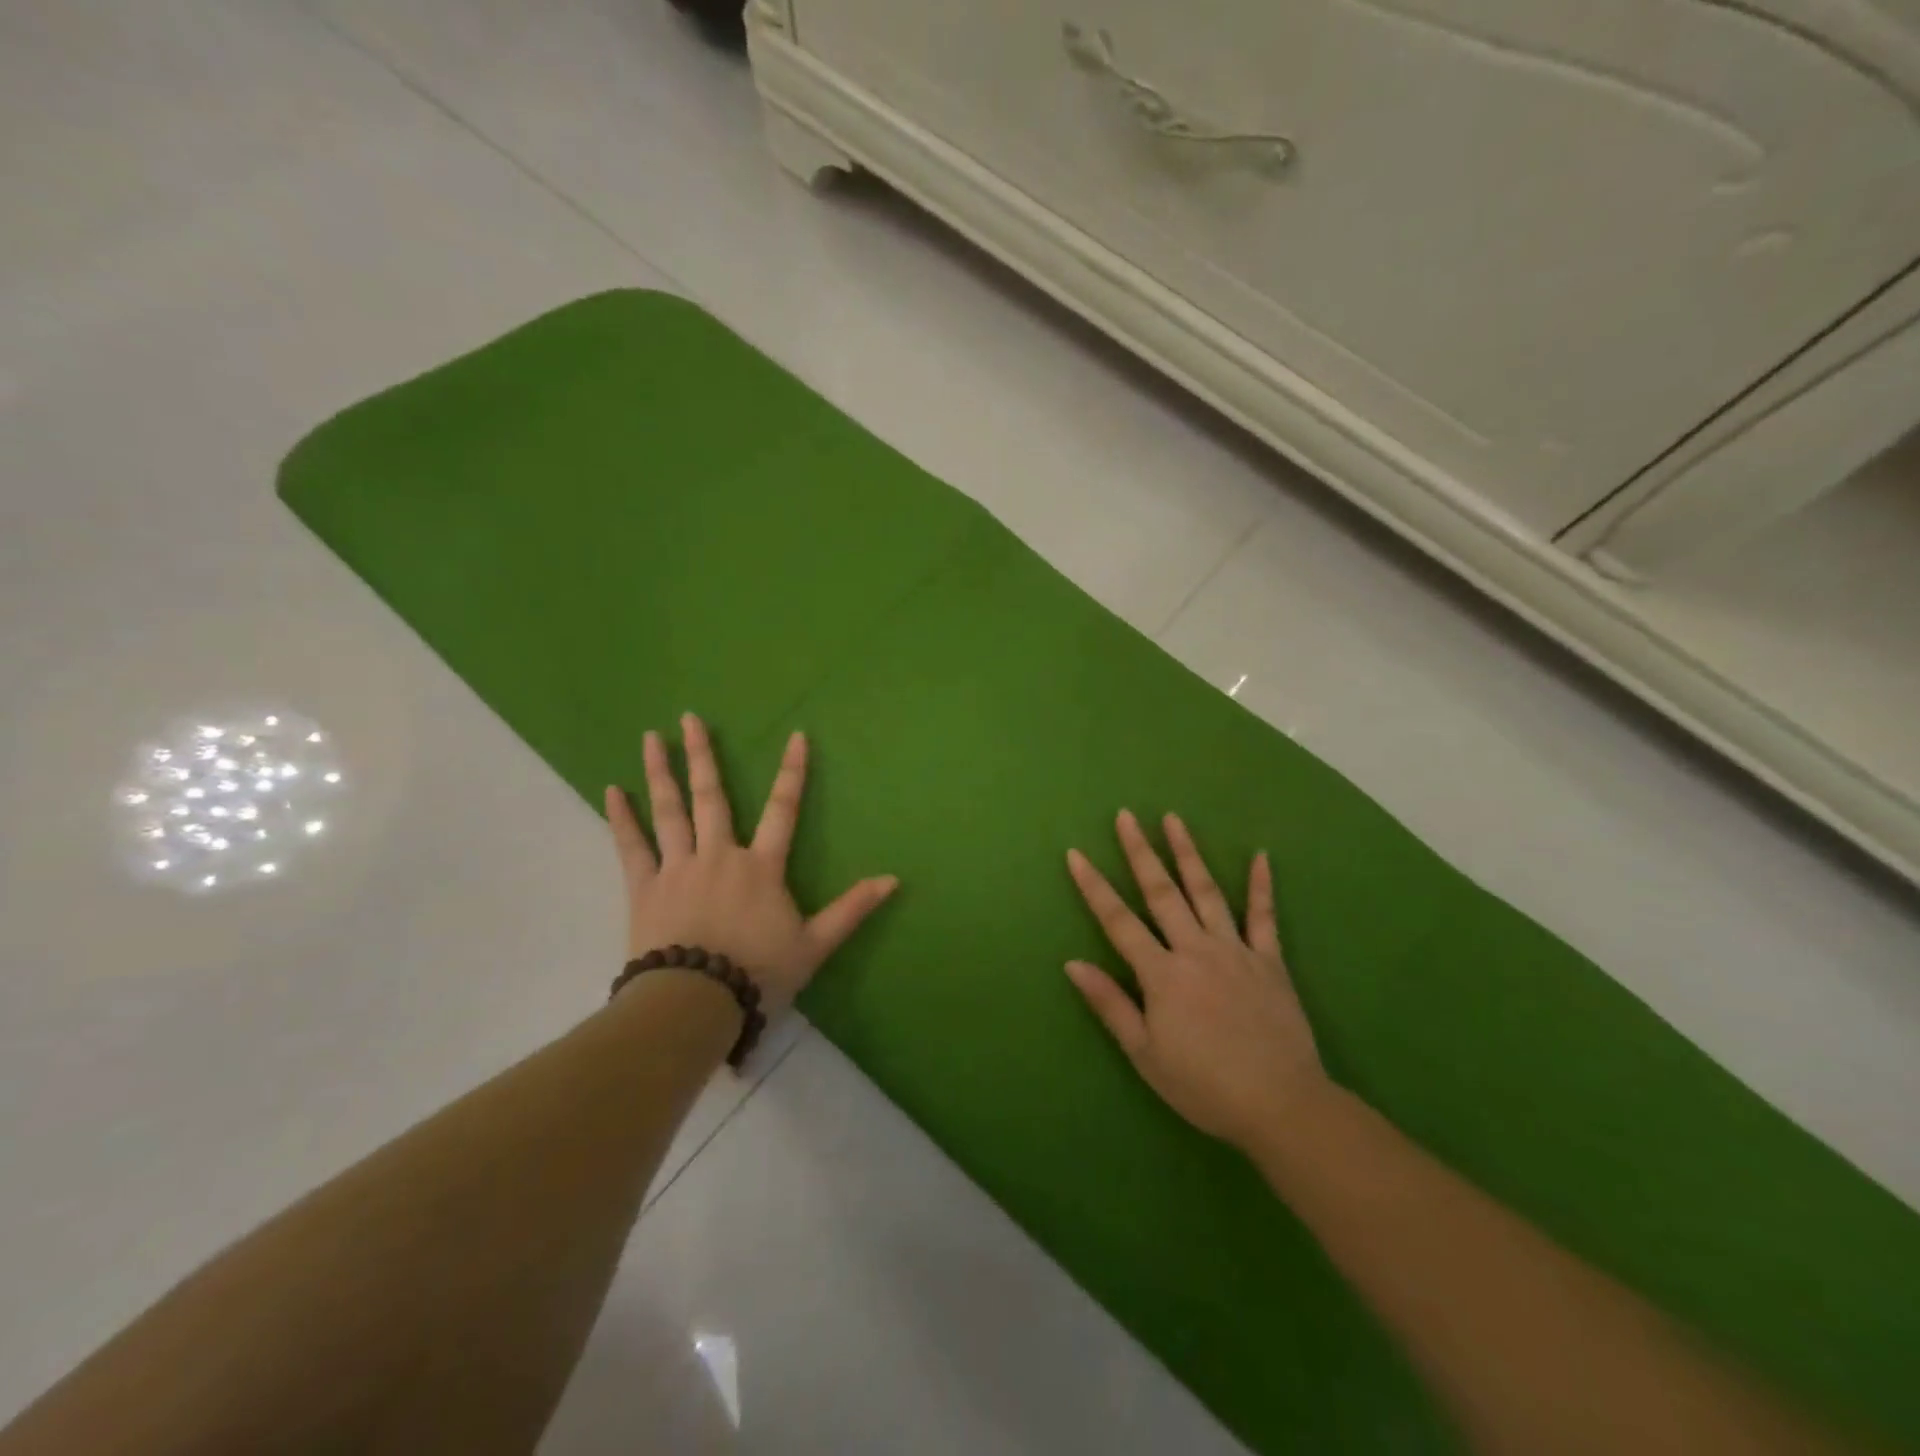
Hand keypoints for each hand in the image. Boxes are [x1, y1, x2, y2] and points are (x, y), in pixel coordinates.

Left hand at [605, 713, 897, 1014]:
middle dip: (703, 755)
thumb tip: (893, 879)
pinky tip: (612, 790)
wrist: (696, 1004)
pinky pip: (631, 847)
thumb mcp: (815, 945)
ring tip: (651, 737)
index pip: (783, 810)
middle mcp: (719, 855)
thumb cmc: (758, 974)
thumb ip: (852, 909)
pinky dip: (622, 818)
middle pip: (711, 797)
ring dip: (661, 772)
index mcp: (761, 867)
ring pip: (669, 811)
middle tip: (689, 717)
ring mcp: (678, 868)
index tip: (796, 736)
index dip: (792, 772)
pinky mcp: (645, 889)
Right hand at [1065, 810, 1327, 1149]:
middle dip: (1140, 851)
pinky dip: (1262, 886)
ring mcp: (1236, 951)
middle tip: (1126, 816)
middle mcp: (1195, 950)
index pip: (1118, 921)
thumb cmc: (1204, 1086)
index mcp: (1162, 974)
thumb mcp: (1145, 1054)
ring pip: (1207, 892)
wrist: (1282, 1105)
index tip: (1076, 854)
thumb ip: (1110, 1004)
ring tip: (1174, 819)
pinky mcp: (1270, 962)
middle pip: (1161, 892)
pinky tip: (1261, 856)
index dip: (1094, 886)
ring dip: (1188, 853)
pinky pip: (1264, 917)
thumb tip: (1072, 963)